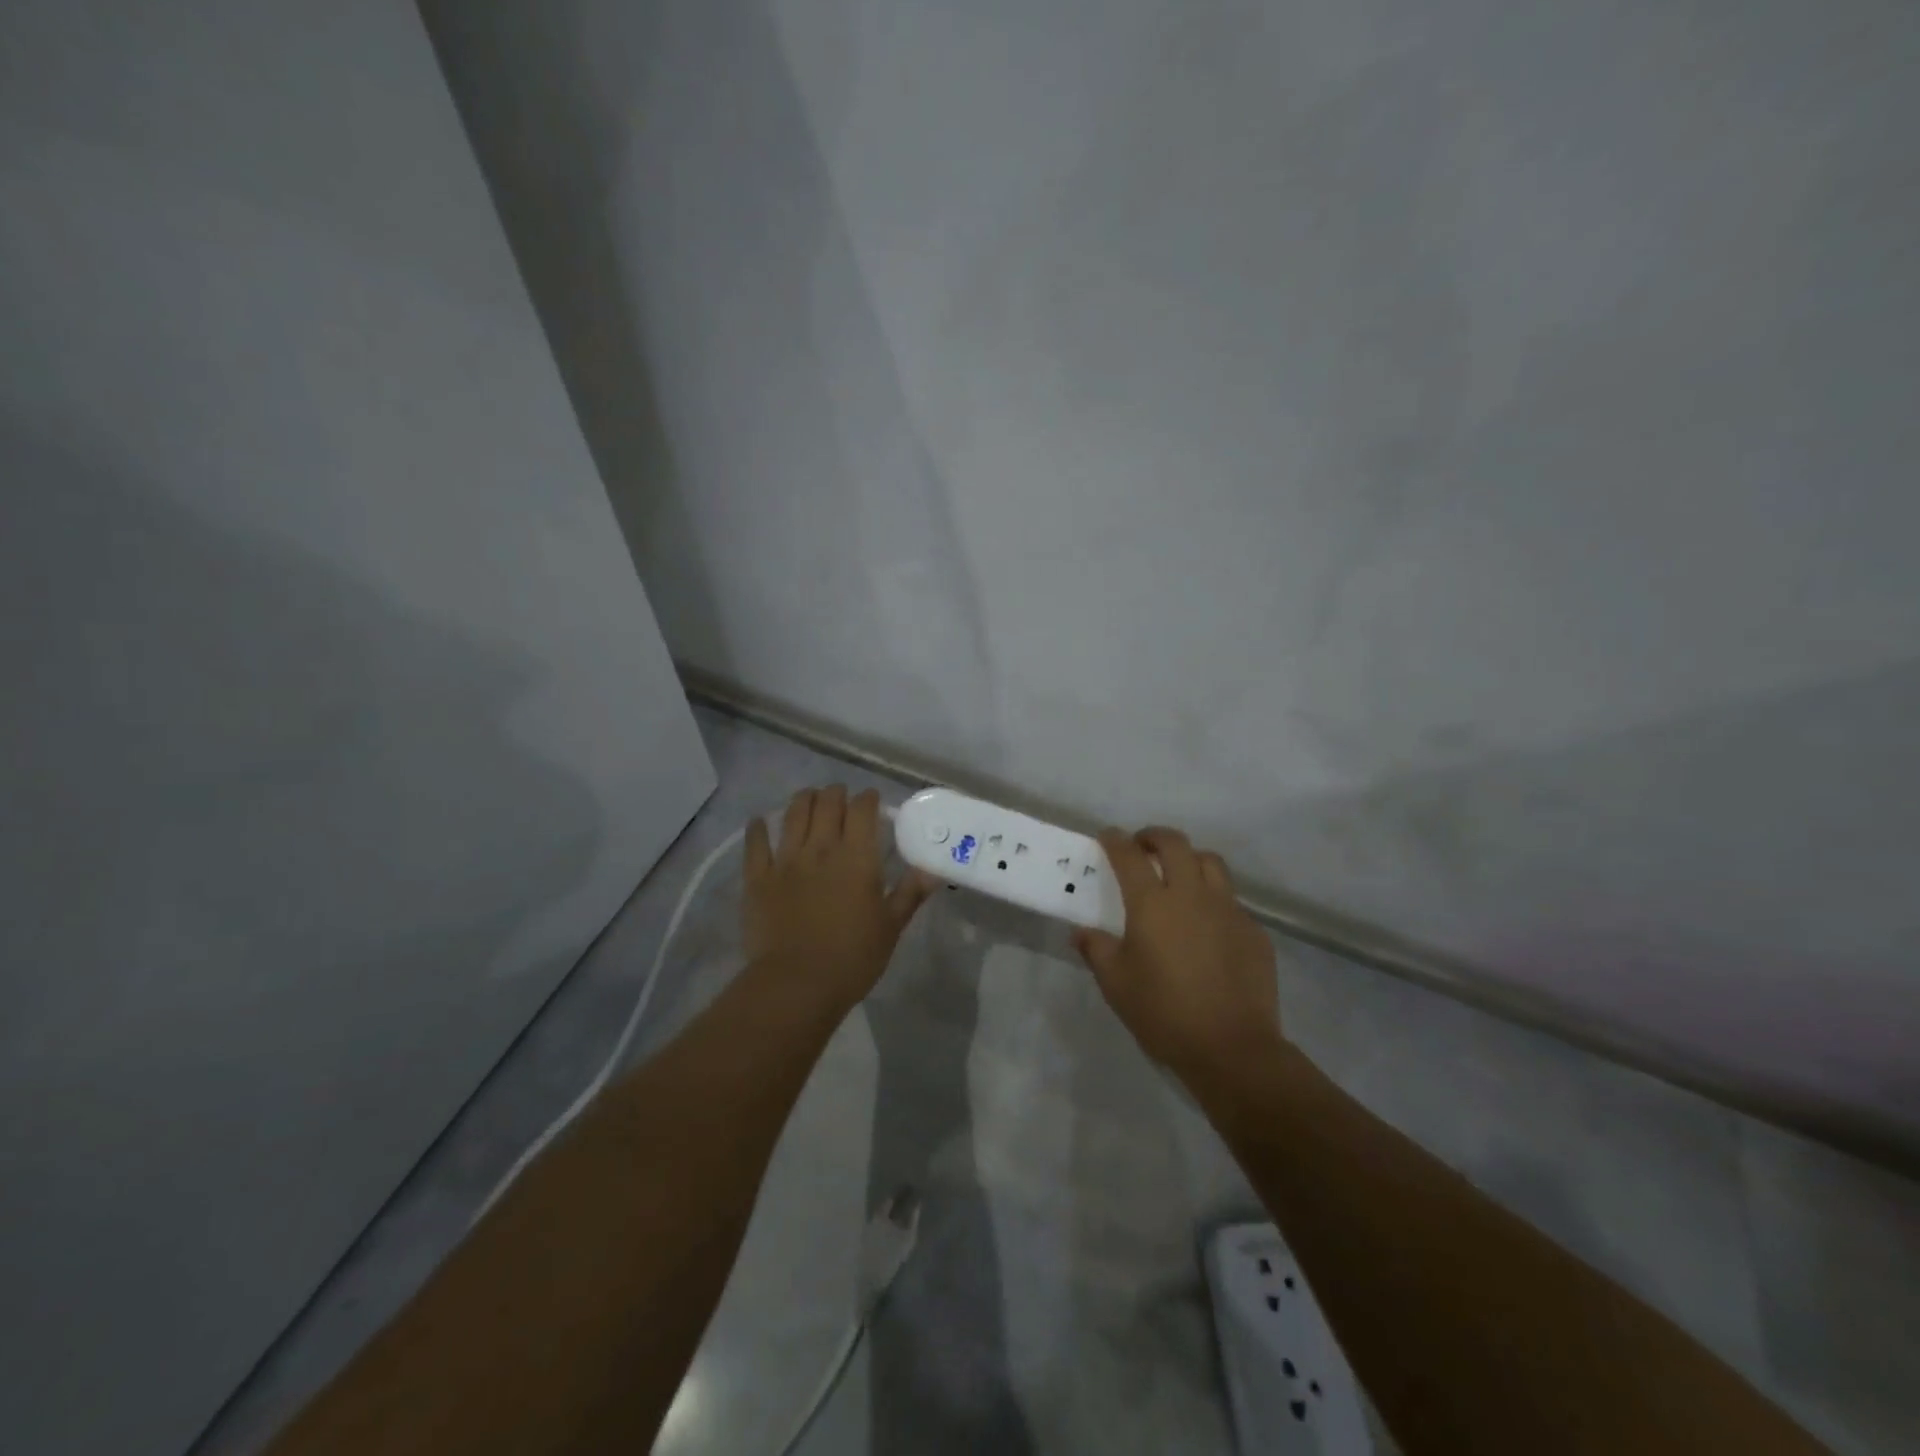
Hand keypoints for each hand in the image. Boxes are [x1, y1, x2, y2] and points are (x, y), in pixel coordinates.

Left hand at [744, 785, 937, 1011]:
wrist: (797, 984)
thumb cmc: (853, 958)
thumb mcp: (891, 927)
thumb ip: (910, 893)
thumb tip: (933, 869)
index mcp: (857, 857)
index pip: (862, 810)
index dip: (867, 798)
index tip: (871, 799)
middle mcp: (821, 849)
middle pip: (827, 803)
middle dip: (836, 794)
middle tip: (841, 797)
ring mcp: (786, 860)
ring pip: (794, 814)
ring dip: (804, 799)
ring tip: (809, 797)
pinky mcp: (758, 878)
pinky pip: (755, 843)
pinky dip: (758, 828)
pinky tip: (760, 821)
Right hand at [1072, 827, 1281, 1080]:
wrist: (1232, 1048)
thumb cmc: (1164, 1013)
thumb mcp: (1116, 984)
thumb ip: (1096, 950)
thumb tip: (1081, 931)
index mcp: (1152, 904)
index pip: (1129, 855)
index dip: (1116, 840)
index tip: (1107, 837)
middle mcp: (1191, 895)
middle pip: (1175, 844)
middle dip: (1154, 837)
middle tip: (1142, 847)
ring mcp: (1228, 910)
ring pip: (1211, 862)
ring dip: (1190, 859)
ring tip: (1179, 875)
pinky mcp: (1253, 931)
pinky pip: (1231, 900)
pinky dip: (1214, 899)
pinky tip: (1207, 925)